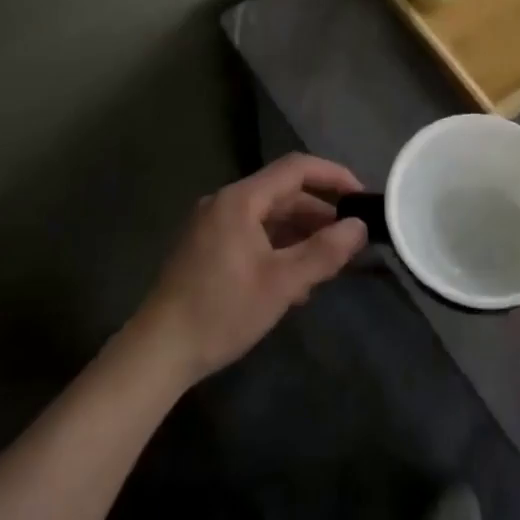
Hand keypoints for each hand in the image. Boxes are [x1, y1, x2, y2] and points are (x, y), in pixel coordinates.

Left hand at [132, 154, 368, 387]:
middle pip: (282, 193)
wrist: (158, 351)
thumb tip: (359, 227)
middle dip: (319, 212)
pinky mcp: (206, 248)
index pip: (296, 168)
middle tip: (351, 236)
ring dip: (300, 233)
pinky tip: (294, 280)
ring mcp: (212, 225)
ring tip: (329, 261)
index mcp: (241, 199)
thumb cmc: (223, 311)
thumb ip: (324, 252)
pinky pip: (252, 234)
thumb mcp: (281, 284)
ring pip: (267, 216)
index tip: (362, 196)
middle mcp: (225, 202)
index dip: (333, 176)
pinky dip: (278, 247)